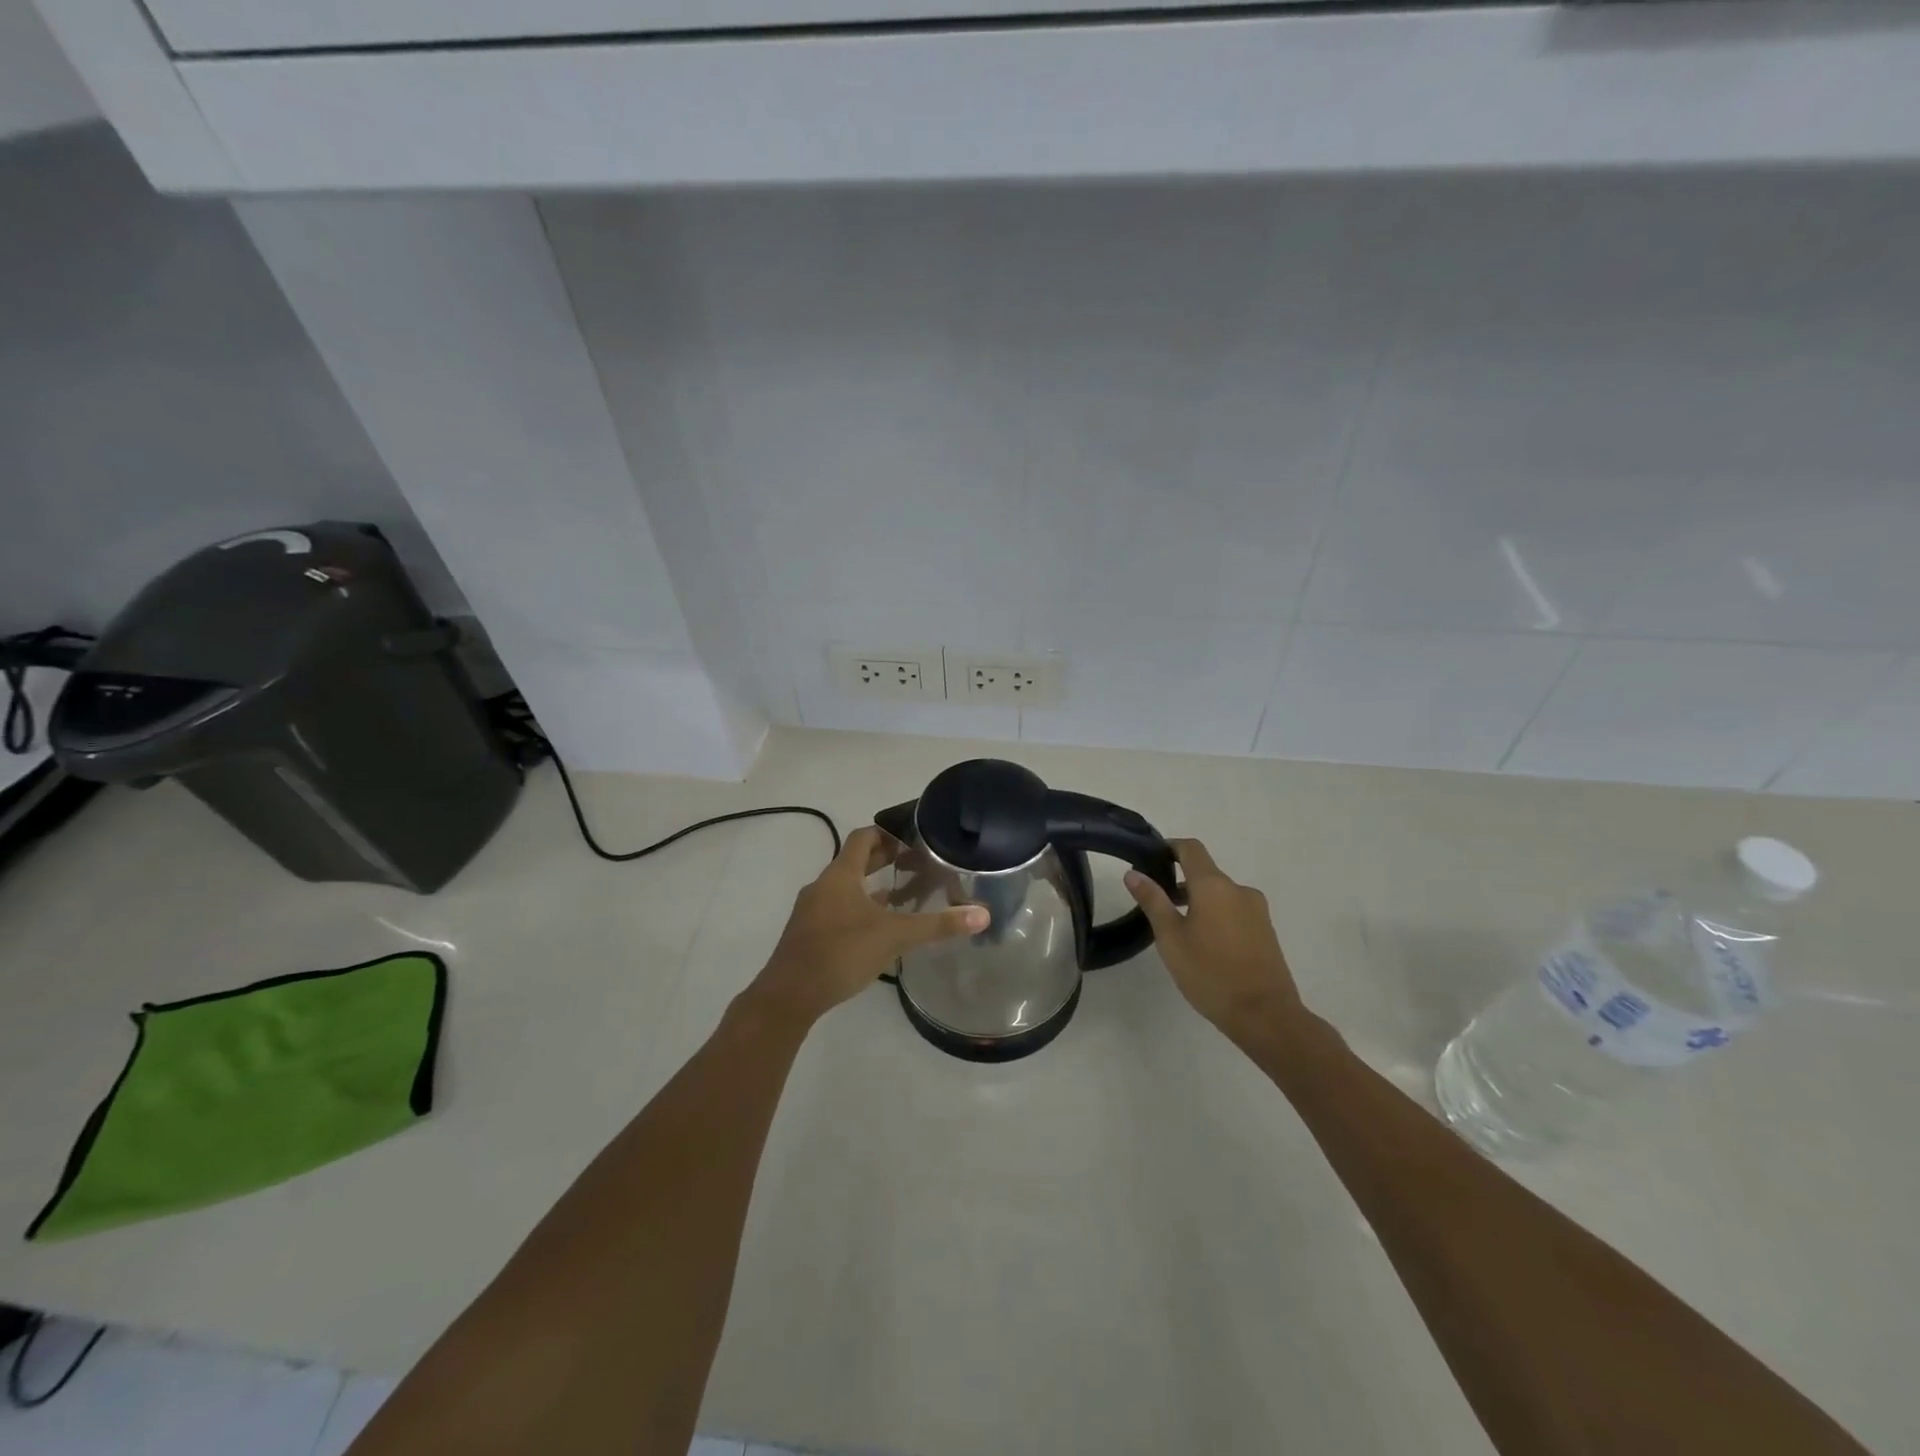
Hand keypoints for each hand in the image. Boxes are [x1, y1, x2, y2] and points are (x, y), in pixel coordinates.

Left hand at [747, 826, 988, 1027]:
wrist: (789, 995)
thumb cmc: (842, 953)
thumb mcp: (895, 936)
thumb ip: (938, 925)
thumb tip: (982, 914)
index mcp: (840, 875)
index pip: (863, 837)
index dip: (887, 833)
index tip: (912, 838)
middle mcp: (823, 886)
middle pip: (853, 861)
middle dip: (882, 859)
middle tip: (914, 863)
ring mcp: (811, 910)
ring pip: (845, 887)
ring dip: (870, 886)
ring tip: (901, 894)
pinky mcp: (808, 934)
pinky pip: (837, 908)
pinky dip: (858, 908)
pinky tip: (876, 927)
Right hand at [1125, 838, 1303, 1041]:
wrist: (1266, 1015)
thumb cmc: (1210, 973)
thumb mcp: (1171, 938)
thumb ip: (1153, 901)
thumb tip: (1133, 873)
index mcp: (1214, 885)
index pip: (1191, 849)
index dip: (1170, 847)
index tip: (1151, 859)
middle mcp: (1239, 890)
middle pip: (1205, 873)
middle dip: (1180, 882)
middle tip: (1156, 905)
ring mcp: (1257, 910)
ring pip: (1220, 894)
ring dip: (1198, 901)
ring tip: (1178, 930)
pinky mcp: (1266, 931)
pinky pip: (1235, 911)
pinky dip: (1216, 916)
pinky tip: (1205, 945)